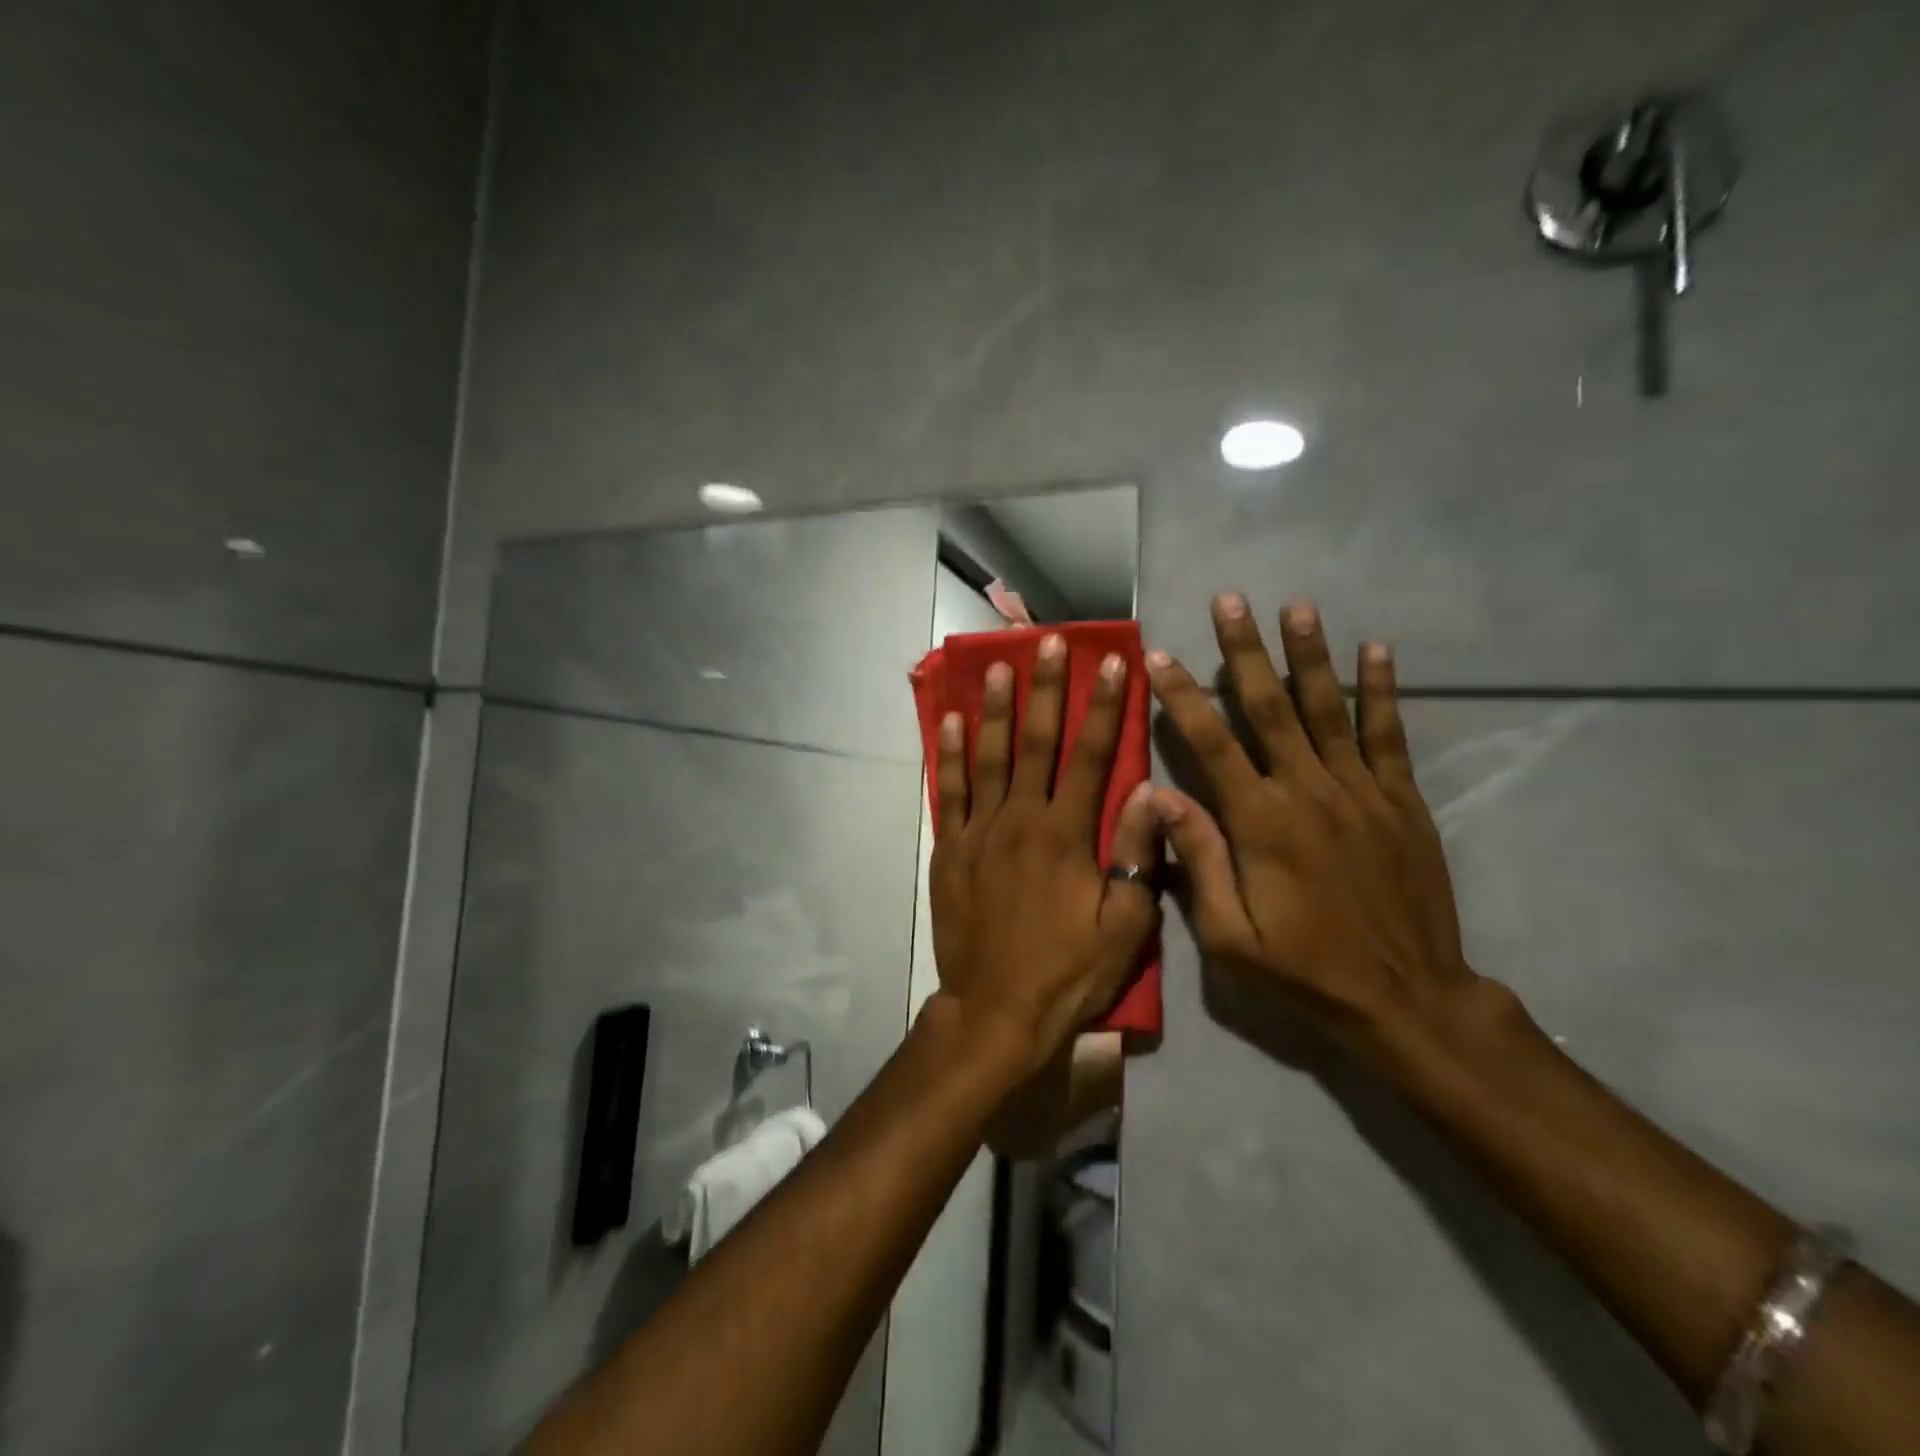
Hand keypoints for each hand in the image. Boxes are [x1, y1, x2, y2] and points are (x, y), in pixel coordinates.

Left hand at [929, 634, 1160, 1082]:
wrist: (996, 1011)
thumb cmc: (1068, 972)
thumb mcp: (1124, 926)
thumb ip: (1136, 856)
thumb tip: (1149, 792)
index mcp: (1066, 835)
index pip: (1092, 756)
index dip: (1104, 708)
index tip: (1112, 663)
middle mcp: (1020, 820)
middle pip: (1035, 742)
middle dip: (1045, 689)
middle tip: (1048, 642)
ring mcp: (979, 832)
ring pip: (988, 758)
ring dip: (994, 709)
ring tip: (997, 666)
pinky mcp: (950, 850)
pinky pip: (949, 793)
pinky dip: (949, 755)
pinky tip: (951, 722)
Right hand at [1146, 593, 1507, 1074]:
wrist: (1406, 1000)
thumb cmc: (1304, 970)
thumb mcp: (1229, 934)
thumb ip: (1197, 858)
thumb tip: (1159, 795)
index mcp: (1260, 821)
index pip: (1211, 742)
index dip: (1183, 695)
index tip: (1160, 654)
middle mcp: (1308, 791)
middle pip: (1269, 707)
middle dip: (1245, 651)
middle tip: (1229, 600)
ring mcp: (1360, 791)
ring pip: (1327, 708)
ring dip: (1309, 654)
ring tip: (1297, 605)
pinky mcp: (1401, 802)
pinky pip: (1388, 735)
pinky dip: (1381, 690)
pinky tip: (1375, 650)